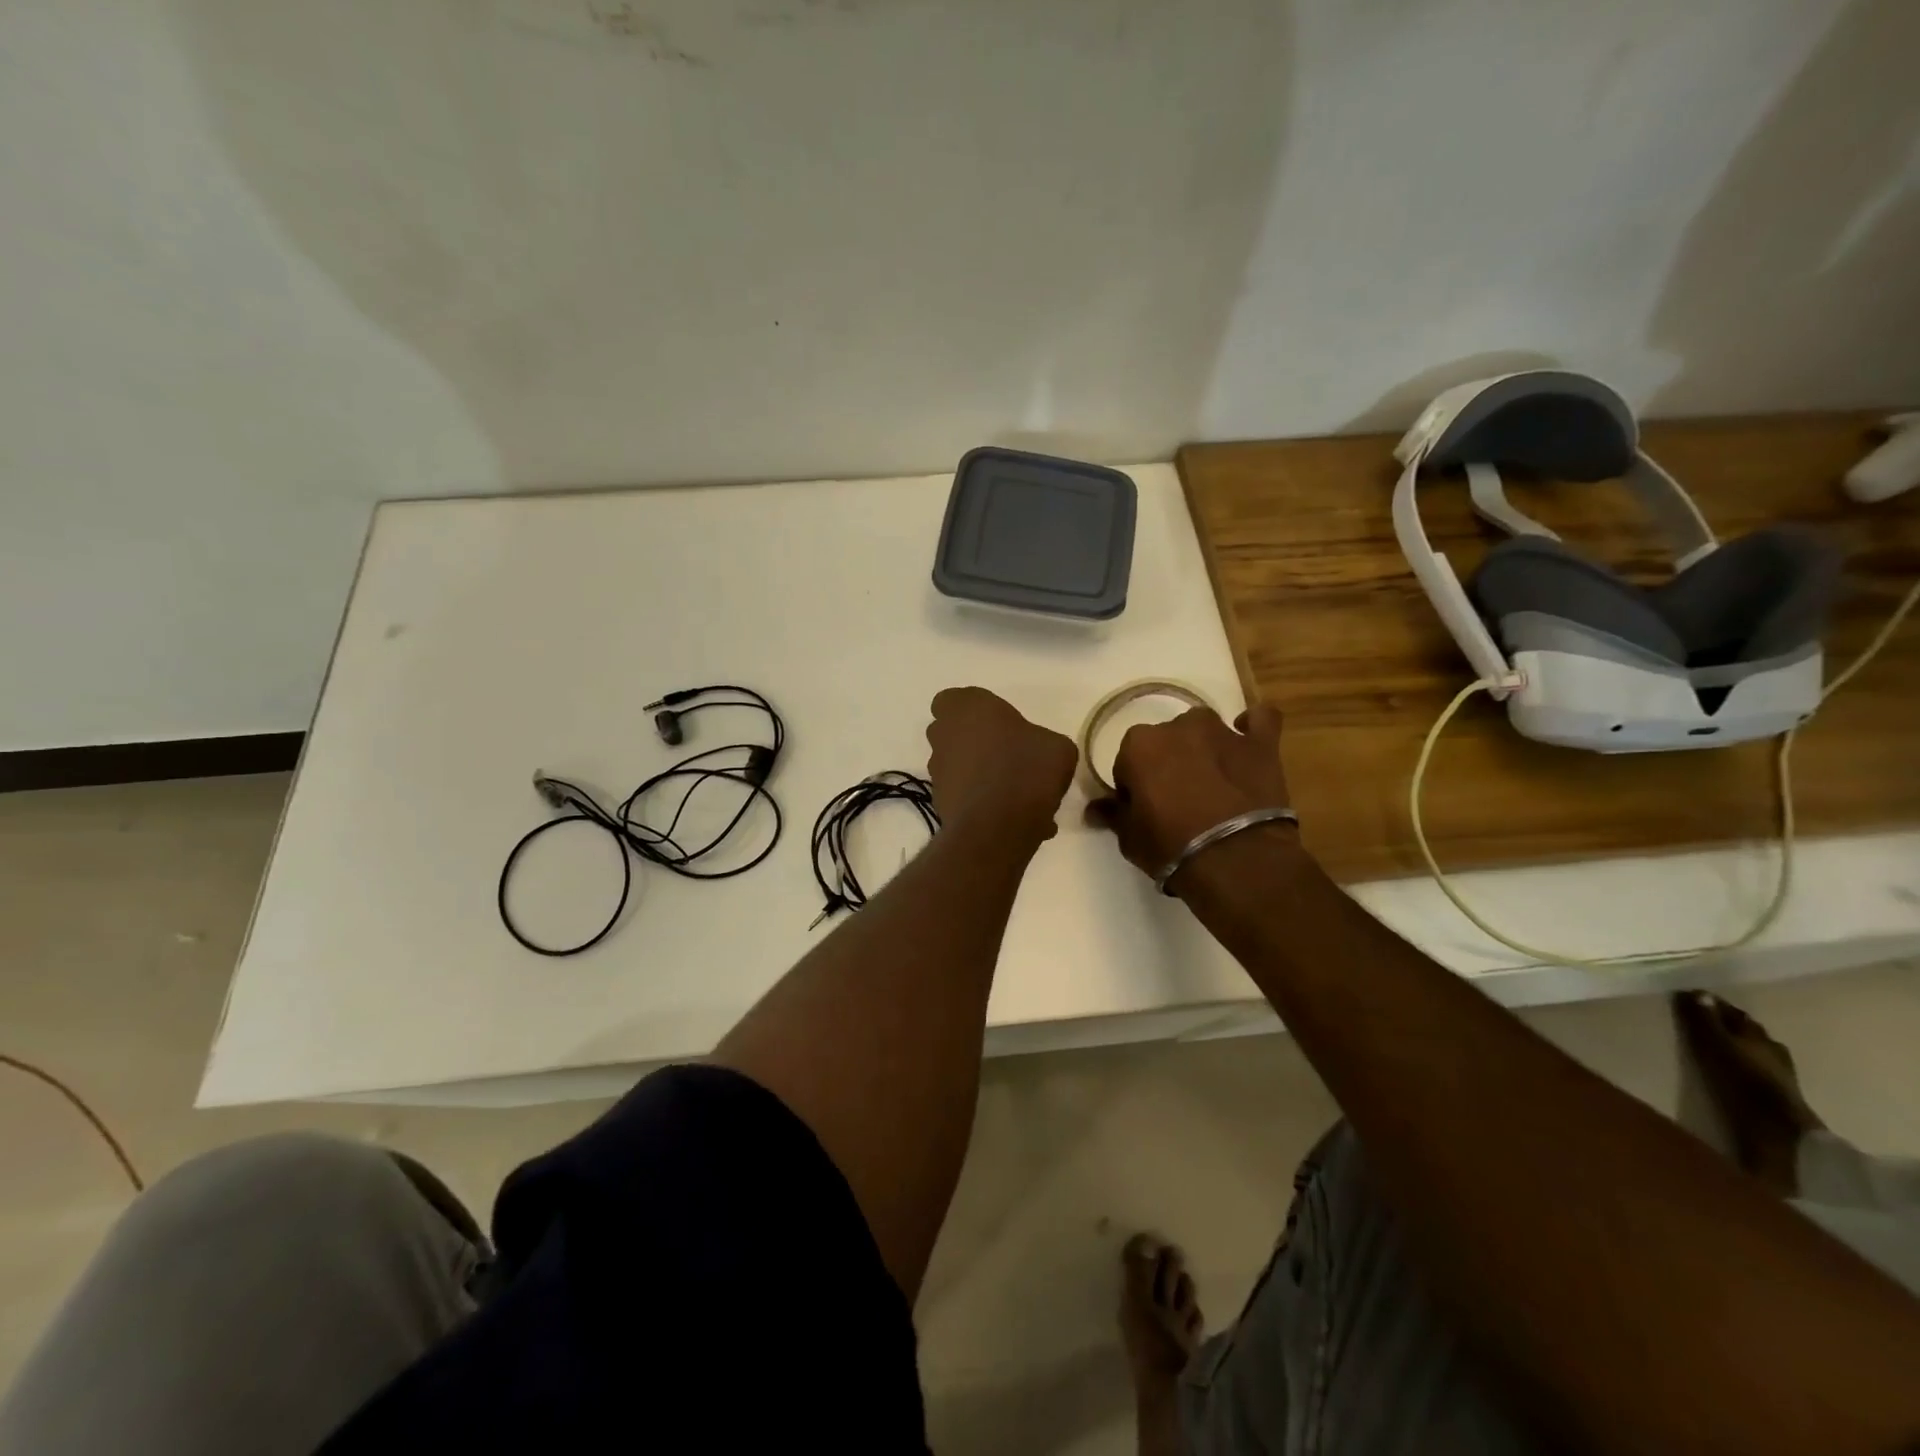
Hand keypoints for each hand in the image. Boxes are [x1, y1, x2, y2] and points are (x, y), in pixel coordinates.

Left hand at [926, 687, 1077, 845]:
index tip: (996, 723)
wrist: (998, 826)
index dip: (971, 711)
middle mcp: (943, 736)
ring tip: (1013, 793)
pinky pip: (963, 796)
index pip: (952, 700)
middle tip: (1005, 755)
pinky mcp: (939, 803)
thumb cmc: (1027, 769)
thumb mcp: (1057, 746)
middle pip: (951, 733)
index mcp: (967, 708)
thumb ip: (1041, 740)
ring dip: (977, 774)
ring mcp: (938, 771)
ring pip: (956, 766)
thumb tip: (1037, 753)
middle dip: (972, 742)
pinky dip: (980, 803)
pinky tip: (1011, 817)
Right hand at [1086, 704, 1294, 880]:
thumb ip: (1113, 814)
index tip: (1144, 810)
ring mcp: (1222, 731)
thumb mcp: (1130, 837)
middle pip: (1165, 742)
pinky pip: (1260, 720)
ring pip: (1203, 729)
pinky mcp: (1261, 744)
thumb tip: (1094, 809)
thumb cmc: (1171, 847)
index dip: (1135, 787)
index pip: (1127, 762)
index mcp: (1139, 744)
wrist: (1236, 860)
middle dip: (1168, 764)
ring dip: (1202, 747)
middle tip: (1177, 801)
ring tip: (1211, 781)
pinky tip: (1249, 740)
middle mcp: (1177, 726)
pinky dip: (1253, 727)